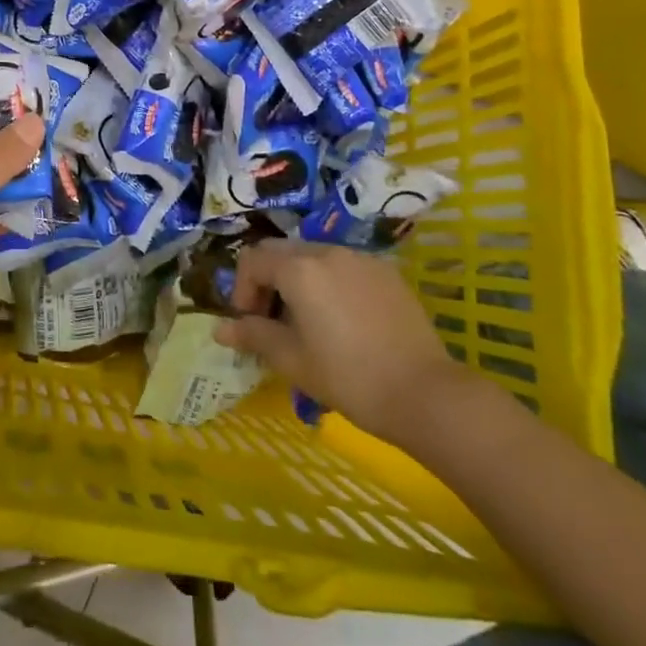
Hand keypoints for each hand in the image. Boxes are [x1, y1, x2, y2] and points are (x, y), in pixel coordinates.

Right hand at [213, 240, 461, 444]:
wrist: (426, 394)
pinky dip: (331, 283)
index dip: (242, 290)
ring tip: (309, 322)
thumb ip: (253, 336)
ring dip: (299, 280)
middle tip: (273, 322)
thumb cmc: (348, 377)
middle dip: (268, 281)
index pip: (252, 260)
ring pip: (314, 256)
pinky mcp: (387, 272)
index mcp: (298, 268)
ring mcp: (360, 258)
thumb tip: (219, 329)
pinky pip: (345, 266)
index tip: (249, 324)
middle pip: (282, 252)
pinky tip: (344, 320)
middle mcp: (327, 251)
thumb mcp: (292, 360)